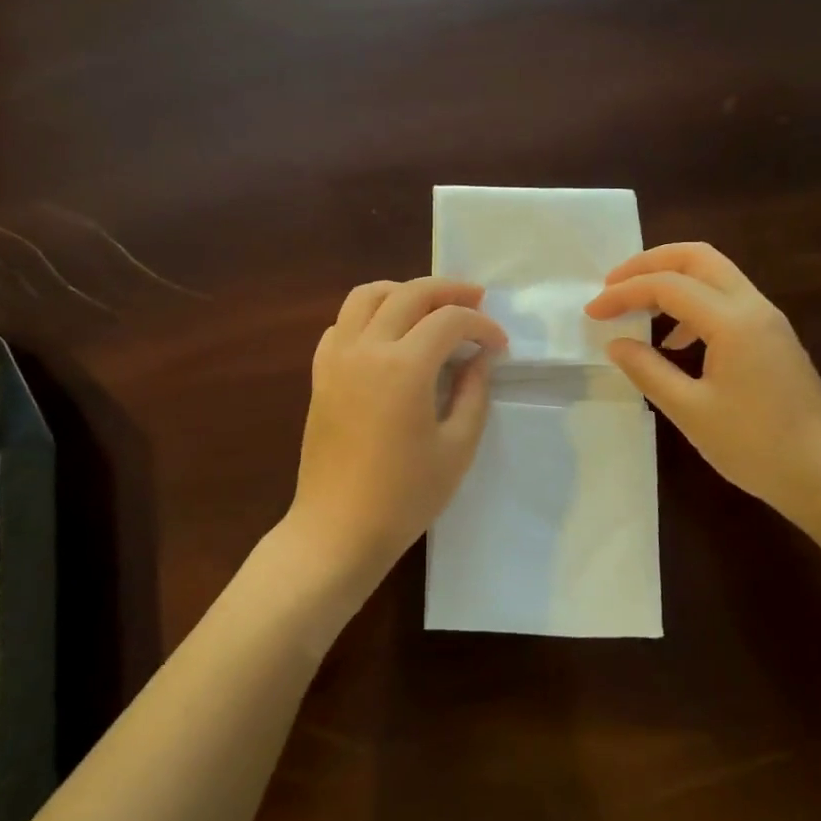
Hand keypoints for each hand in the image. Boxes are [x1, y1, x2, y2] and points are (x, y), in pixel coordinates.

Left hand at [286, 277, 507, 596]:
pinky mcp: (320, 374)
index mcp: (404, 366)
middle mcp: (367, 348)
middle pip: (409, 293)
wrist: (338, 529)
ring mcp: (337, 358)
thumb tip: (480, 358)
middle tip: (476, 301)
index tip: (500, 345)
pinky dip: (368, 315)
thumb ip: (474, 393)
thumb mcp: (457, 448)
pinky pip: (342, 324)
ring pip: (367, 295)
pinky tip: (387, 336)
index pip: (450, 320)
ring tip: (430, 307)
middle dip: (449, 291)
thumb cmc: (405, 496)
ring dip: (403, 291)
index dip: (482, 325)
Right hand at [585, 243, 820, 521]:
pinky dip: (693, 303)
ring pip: (715, 275)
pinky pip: (727, 300)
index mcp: (733, 322)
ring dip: (672, 280)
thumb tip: (616, 344)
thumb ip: (648, 370)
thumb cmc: (755, 446)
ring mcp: (768, 320)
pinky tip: (674, 340)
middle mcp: (753, 307)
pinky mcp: (773, 338)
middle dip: (649, 263)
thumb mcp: (690, 411)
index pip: (668, 286)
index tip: (592, 313)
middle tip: (613, 285)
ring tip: (636, 308)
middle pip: (697, 258)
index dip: (624, 294)